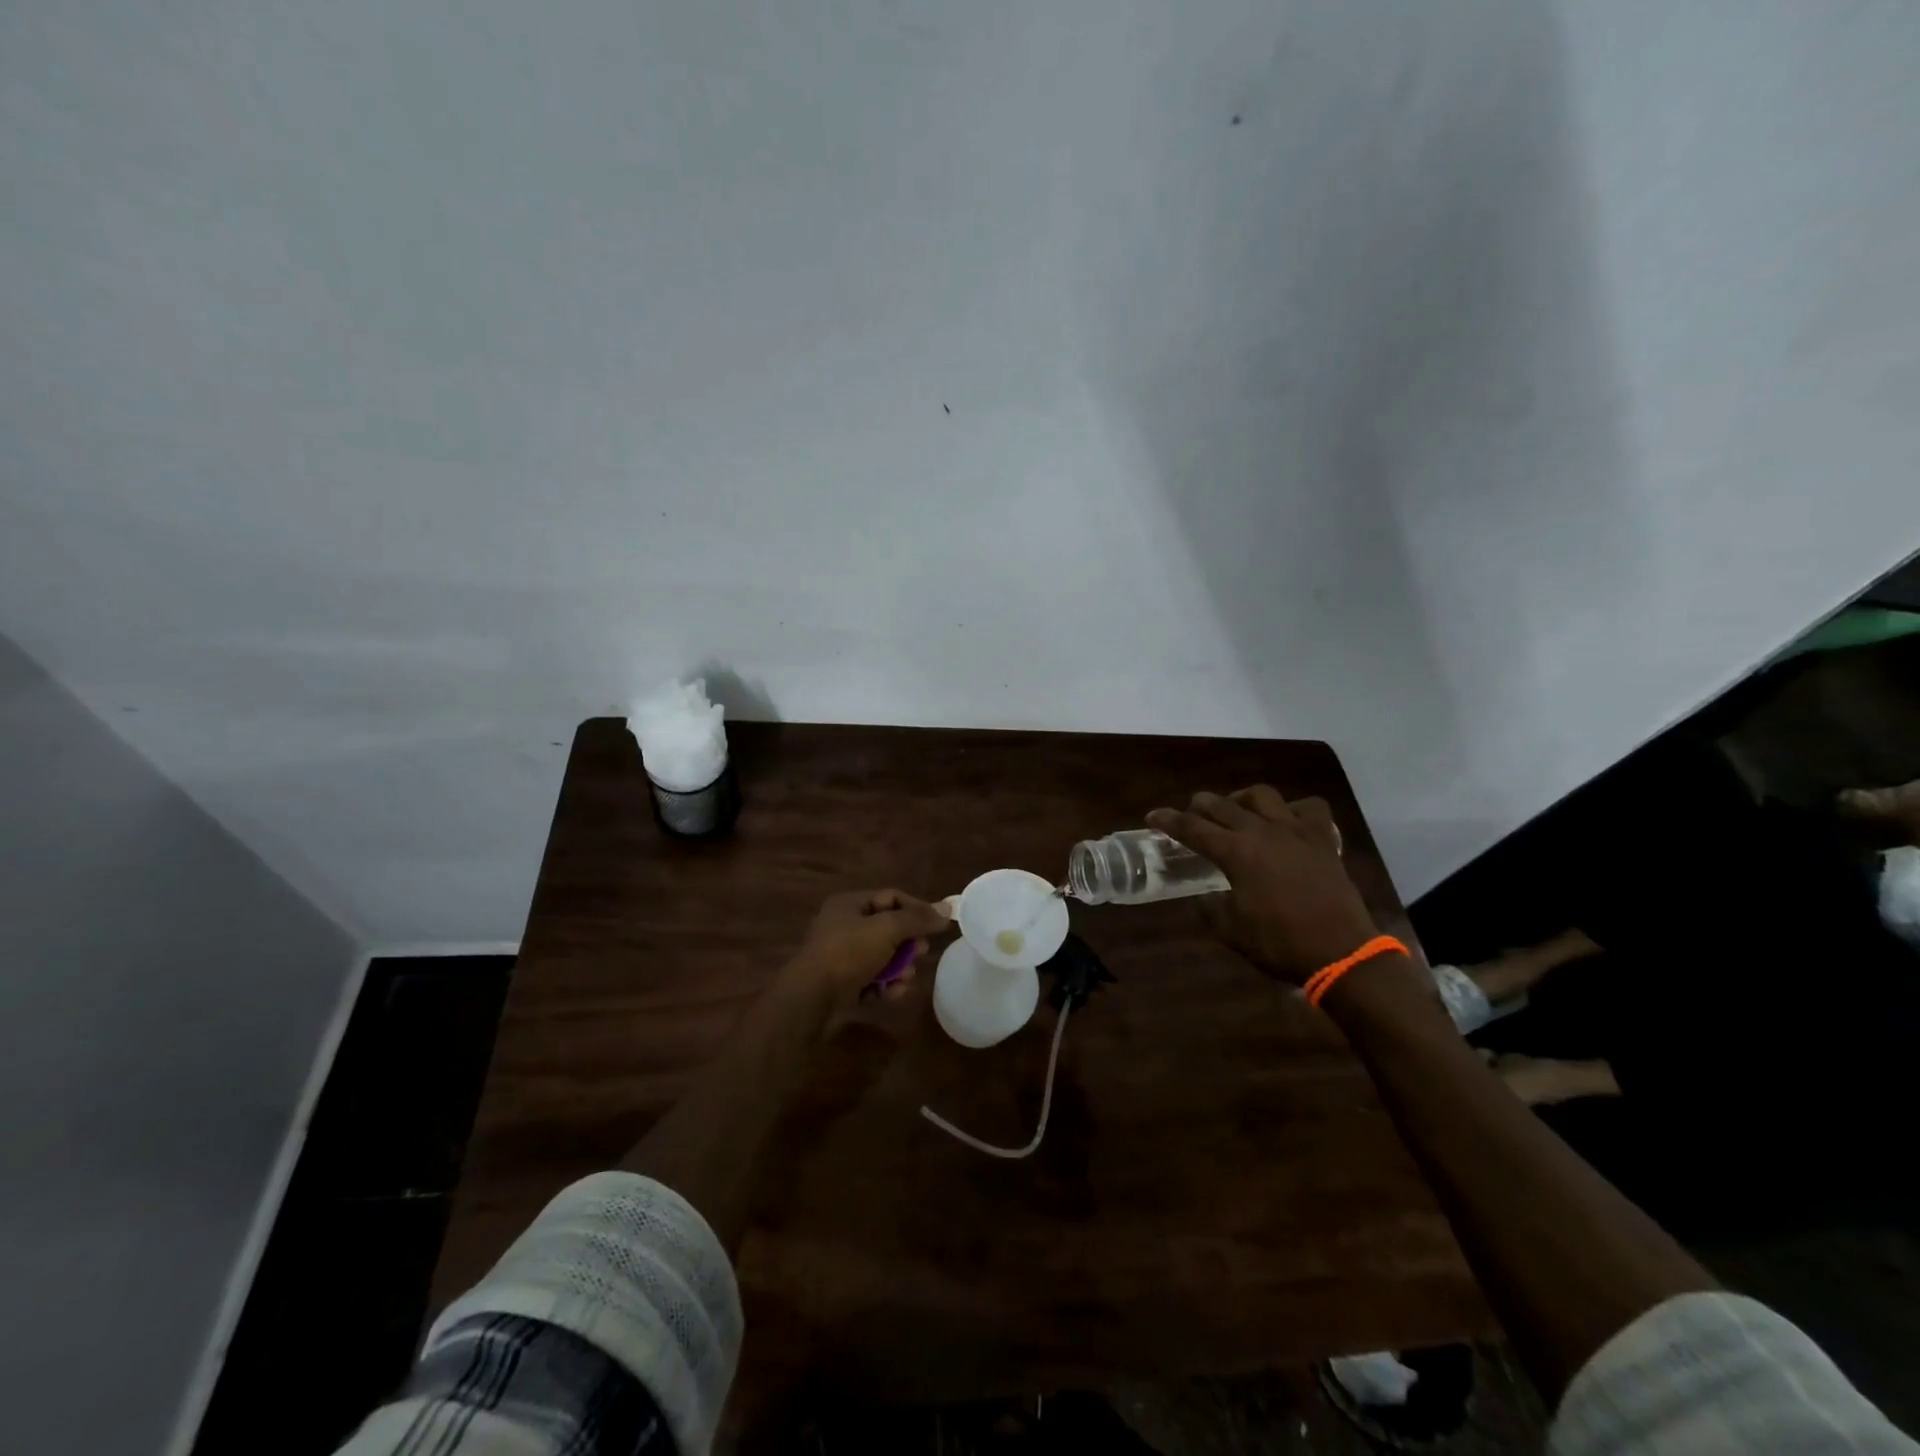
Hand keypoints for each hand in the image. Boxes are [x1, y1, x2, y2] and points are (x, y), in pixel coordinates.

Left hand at [782, 888, 951, 1008]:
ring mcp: (841, 957)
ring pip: (882, 956)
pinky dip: (885, 985)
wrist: (811, 999)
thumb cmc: (848, 953)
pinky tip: (893, 993)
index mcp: (849, 904)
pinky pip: (872, 979)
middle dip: (908, 941)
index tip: (939, 924)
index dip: (917, 907)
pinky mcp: (842, 984)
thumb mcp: (887, 929)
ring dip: (899, 966)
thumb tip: (947, 909)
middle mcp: (844, 926)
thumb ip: (918, 919)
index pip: (891, 897)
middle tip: (921, 952)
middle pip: (888, 928)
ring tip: (907, 977)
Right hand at [1148, 787, 1379, 985]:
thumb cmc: (1280, 943)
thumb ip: (1210, 908)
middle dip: (1199, 805)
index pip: (1192, 828)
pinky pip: (1309, 807)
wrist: (1341, 952)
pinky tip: (1287, 821)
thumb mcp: (1231, 931)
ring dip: (1242, 799)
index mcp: (1235, 852)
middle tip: (1192, 816)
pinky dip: (1294, 809)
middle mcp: (1261, 831)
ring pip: (1262, 795)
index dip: (1168, 820)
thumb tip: (1202, 898)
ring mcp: (1295, 831)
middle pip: (1221, 804)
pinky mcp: (1323, 839)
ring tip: (1237, 811)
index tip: (1152, 815)